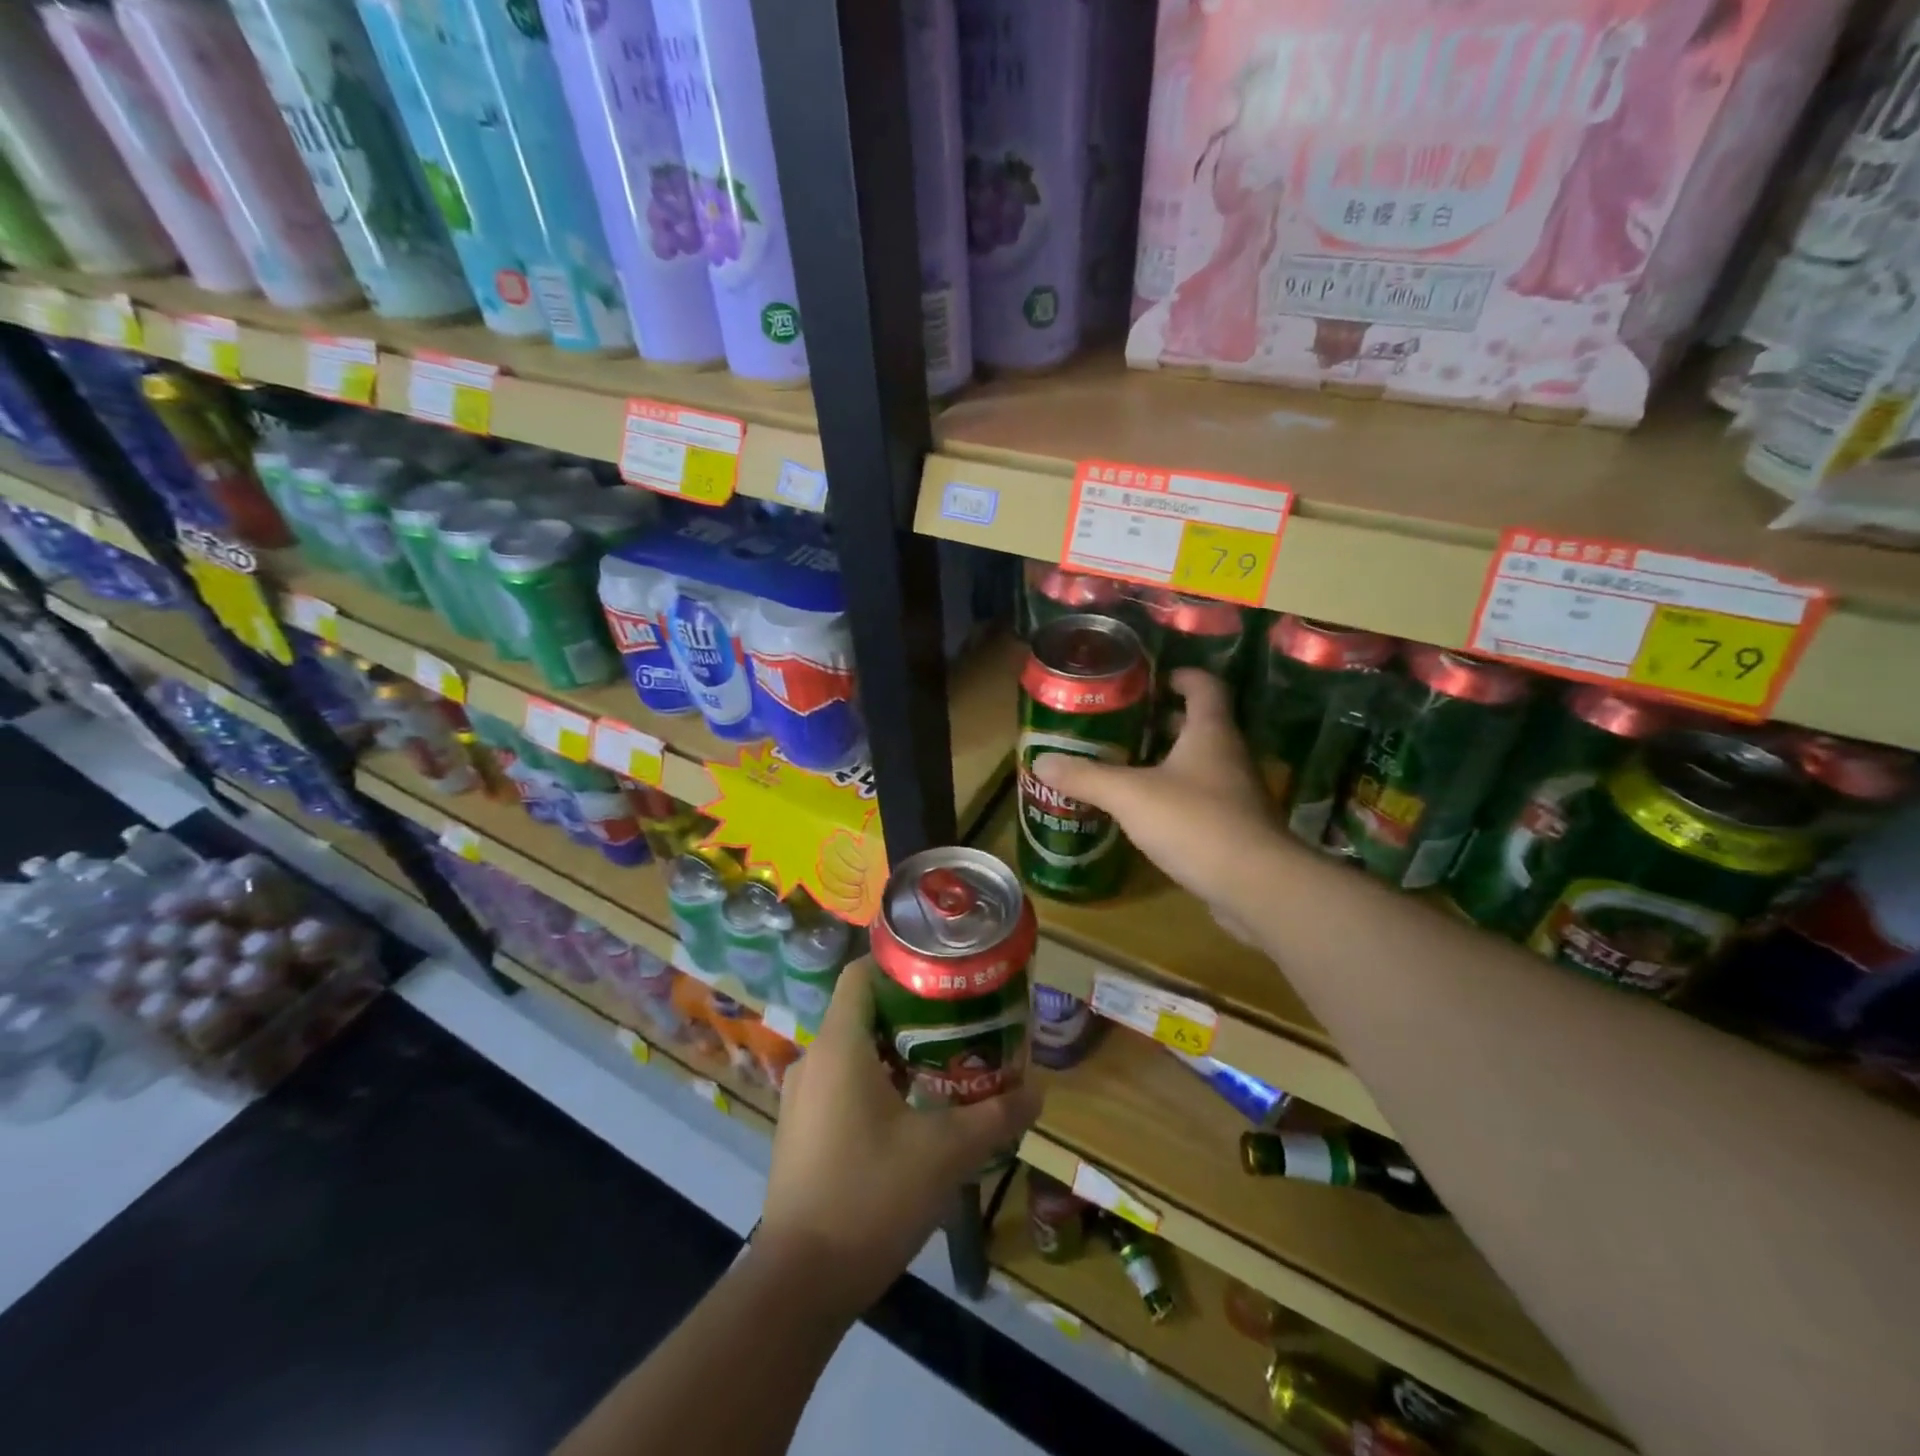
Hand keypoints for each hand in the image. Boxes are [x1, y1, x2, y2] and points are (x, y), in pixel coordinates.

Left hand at [757, 958, 1043, 1319]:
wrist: (799, 1285)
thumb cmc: (870, 1197)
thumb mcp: (944, 1154)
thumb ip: (994, 1117)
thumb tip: (1038, 1092)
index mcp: (839, 1047)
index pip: (861, 973)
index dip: (900, 964)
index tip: (943, 973)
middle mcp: (813, 1061)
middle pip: (862, 1011)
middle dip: (911, 1011)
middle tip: (959, 1020)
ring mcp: (802, 1098)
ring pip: (852, 1050)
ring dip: (895, 1050)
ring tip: (945, 1061)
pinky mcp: (802, 1131)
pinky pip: (841, 1083)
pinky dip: (876, 1080)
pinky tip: (913, 1110)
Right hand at [1032, 668, 1283, 935]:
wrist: (1255, 886)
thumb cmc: (1195, 822)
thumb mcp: (1130, 796)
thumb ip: (1086, 777)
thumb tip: (1040, 761)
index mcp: (1210, 733)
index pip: (1204, 686)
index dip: (1181, 676)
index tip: (1150, 679)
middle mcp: (1228, 756)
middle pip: (1199, 725)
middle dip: (1162, 722)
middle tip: (1122, 725)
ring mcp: (1235, 794)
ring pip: (1199, 765)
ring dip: (1166, 761)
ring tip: (1124, 766)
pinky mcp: (1234, 829)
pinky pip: (1200, 800)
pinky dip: (1174, 797)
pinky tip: (1145, 813)